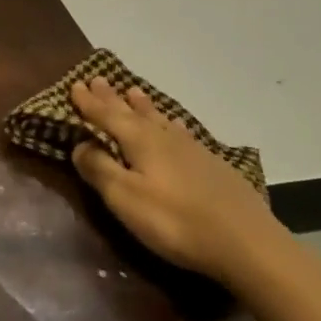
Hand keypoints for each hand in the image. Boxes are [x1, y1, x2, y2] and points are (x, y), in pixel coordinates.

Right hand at [69, 76, 277, 286]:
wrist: (246, 241)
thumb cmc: (176, 221)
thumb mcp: (126, 199)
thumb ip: (100, 170)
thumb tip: (79, 144)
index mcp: (139, 140)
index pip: (106, 115)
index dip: (89, 103)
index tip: (74, 85)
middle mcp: (163, 136)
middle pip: (131, 112)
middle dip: (112, 98)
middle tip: (98, 79)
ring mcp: (191, 148)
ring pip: (159, 118)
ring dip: (142, 105)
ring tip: (133, 92)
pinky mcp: (212, 164)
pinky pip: (181, 132)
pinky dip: (170, 123)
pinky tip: (176, 126)